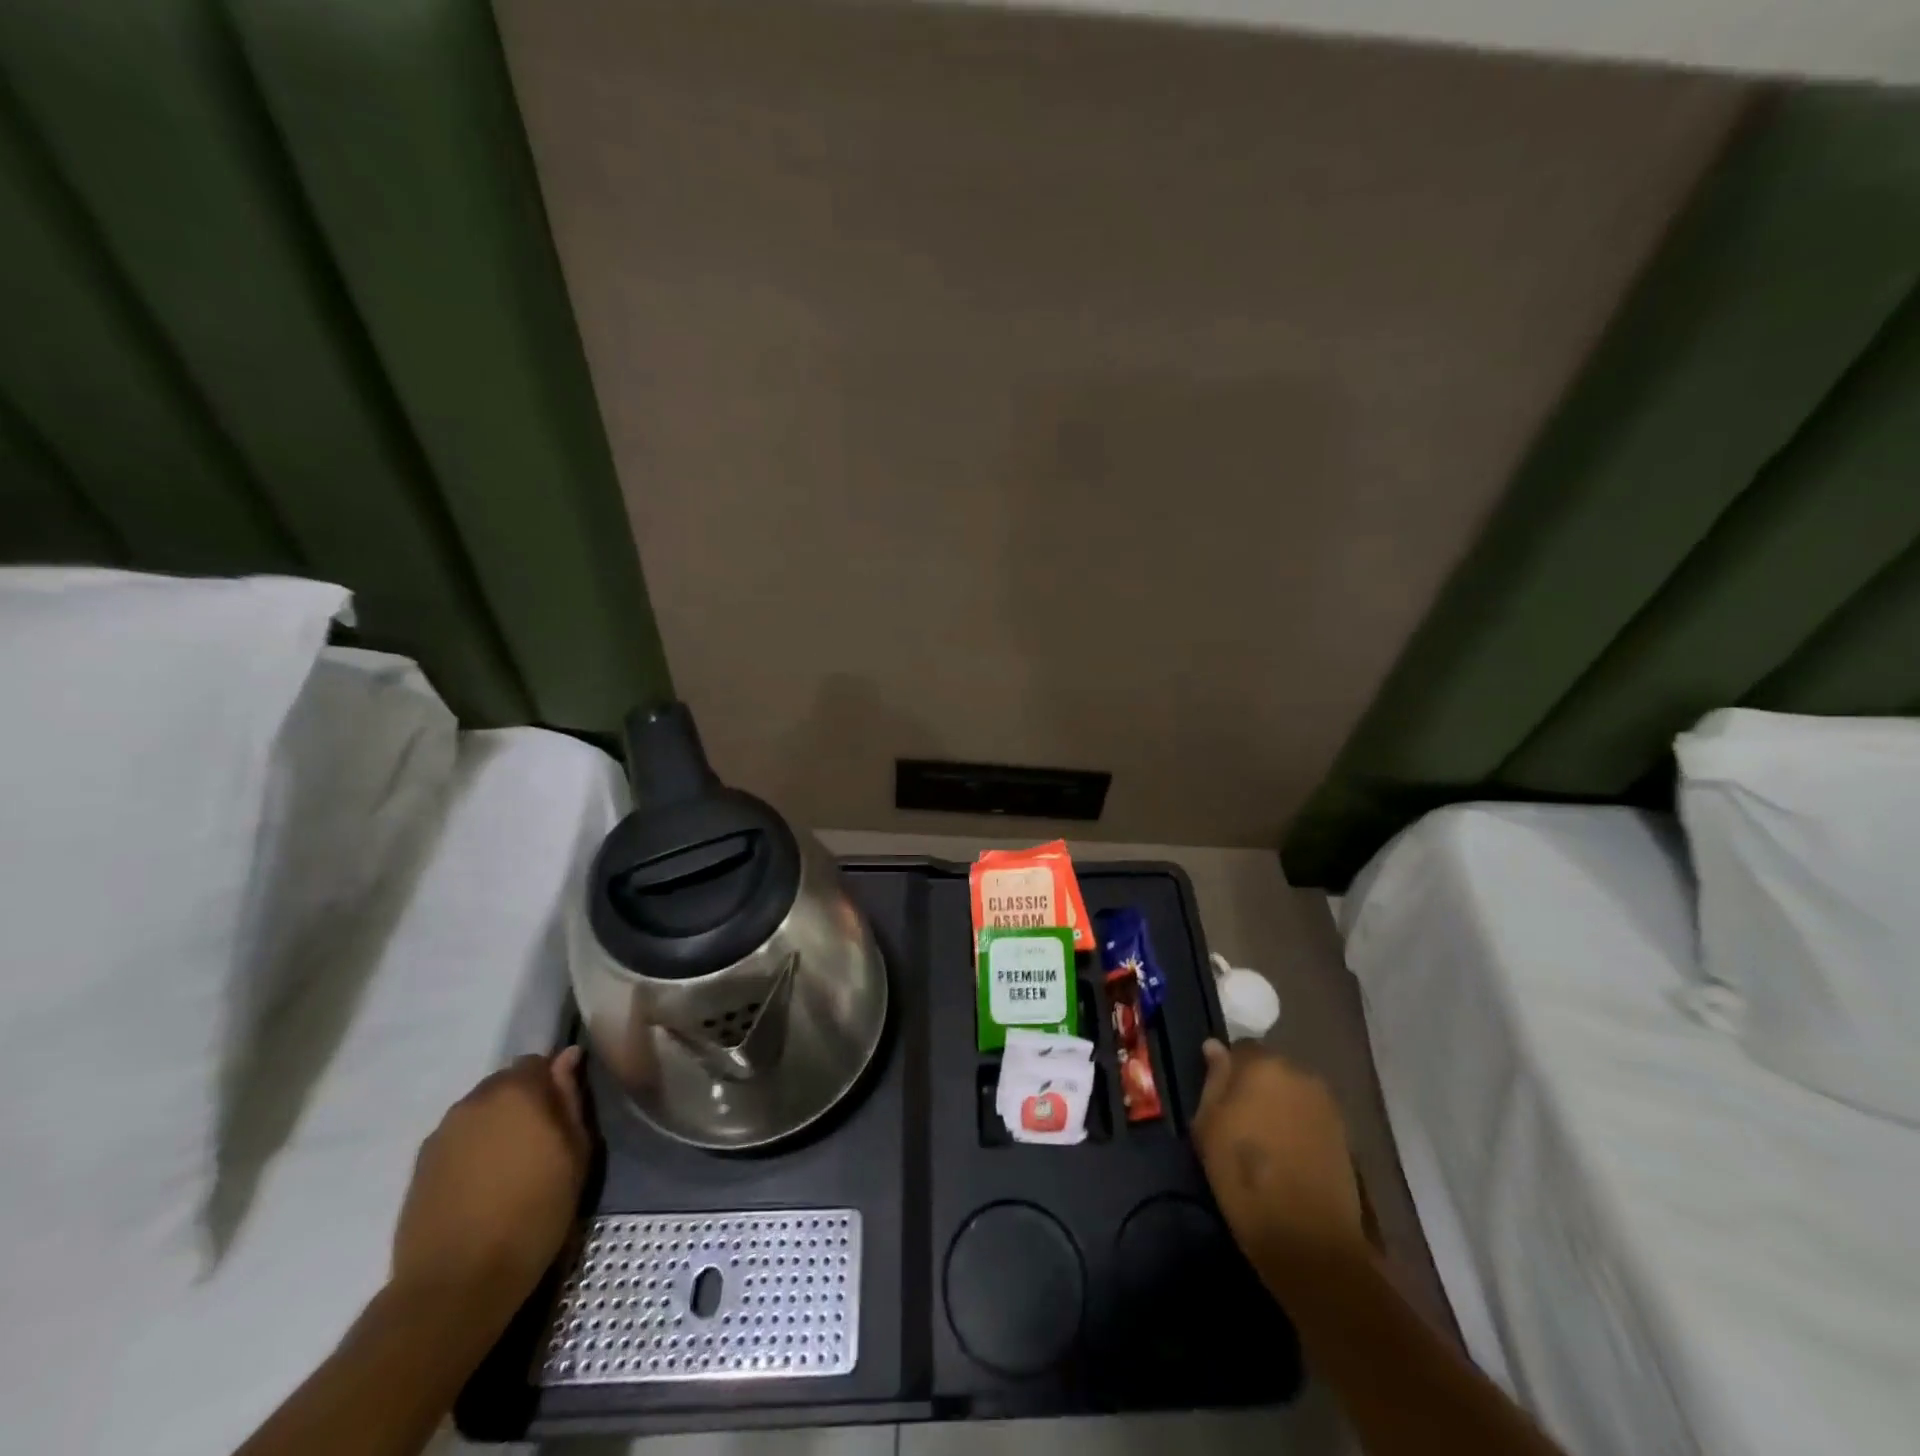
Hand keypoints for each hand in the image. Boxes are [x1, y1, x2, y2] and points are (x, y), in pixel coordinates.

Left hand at [391, 1048, 590, 1328]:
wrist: (456, 1284)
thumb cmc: (534, 1213)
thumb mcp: (575, 1154)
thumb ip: (570, 1098)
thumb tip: (567, 1057)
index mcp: (517, 1091)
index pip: (538, 1061)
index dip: (553, 1082)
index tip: (562, 1112)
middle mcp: (474, 1101)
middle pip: (505, 1084)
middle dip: (524, 1101)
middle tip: (540, 1140)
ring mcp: (442, 1133)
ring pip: (479, 1111)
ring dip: (496, 1124)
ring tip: (510, 1165)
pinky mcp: (420, 1166)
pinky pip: (457, 1139)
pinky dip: (473, 1150)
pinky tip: (482, 1184)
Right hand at [1193, 1039, 1369, 1296]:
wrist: (1309, 1241)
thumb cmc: (1244, 1178)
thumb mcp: (1208, 1127)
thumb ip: (1213, 1080)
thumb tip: (1214, 1046)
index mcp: (1263, 1065)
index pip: (1240, 1048)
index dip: (1227, 1072)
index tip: (1219, 1099)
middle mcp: (1299, 1073)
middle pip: (1270, 1068)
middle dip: (1255, 1086)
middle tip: (1239, 1120)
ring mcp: (1326, 1104)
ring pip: (1291, 1092)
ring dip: (1278, 1105)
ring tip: (1265, 1140)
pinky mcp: (1344, 1134)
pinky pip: (1310, 1115)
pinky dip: (1297, 1126)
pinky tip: (1287, 1155)